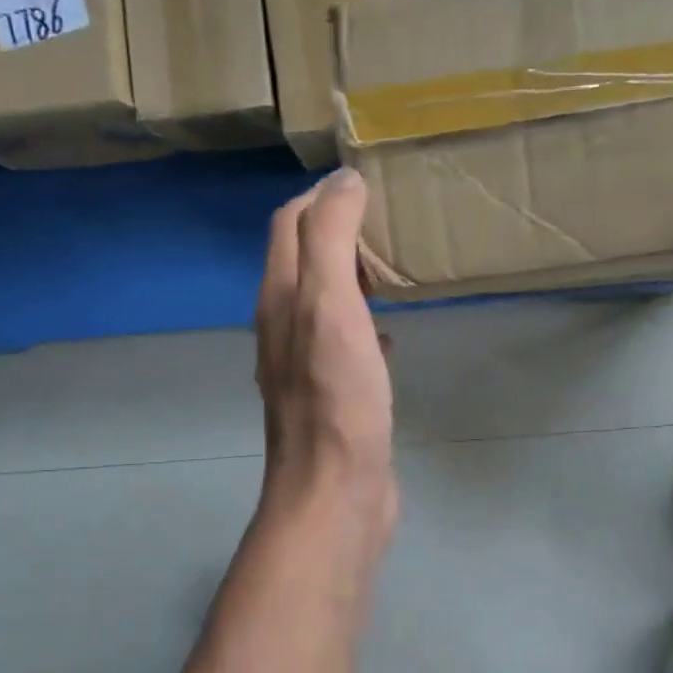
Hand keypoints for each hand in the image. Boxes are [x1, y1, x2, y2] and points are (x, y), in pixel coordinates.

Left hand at [255, 170, 397, 538]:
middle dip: (338, 231)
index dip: (322, 196)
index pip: (289, 224)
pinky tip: (392, 334)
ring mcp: (306, 364)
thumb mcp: (330, 304)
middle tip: (388, 222)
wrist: (334, 492)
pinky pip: (345, 345)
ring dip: (352, 278)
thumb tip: (342, 179)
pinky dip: (365, 325)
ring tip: (393, 268)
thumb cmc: (336, 397)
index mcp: (280, 298)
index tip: (369, 185)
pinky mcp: (332, 396)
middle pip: (303, 259)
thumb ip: (330, 238)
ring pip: (325, 302)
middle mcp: (284, 325)